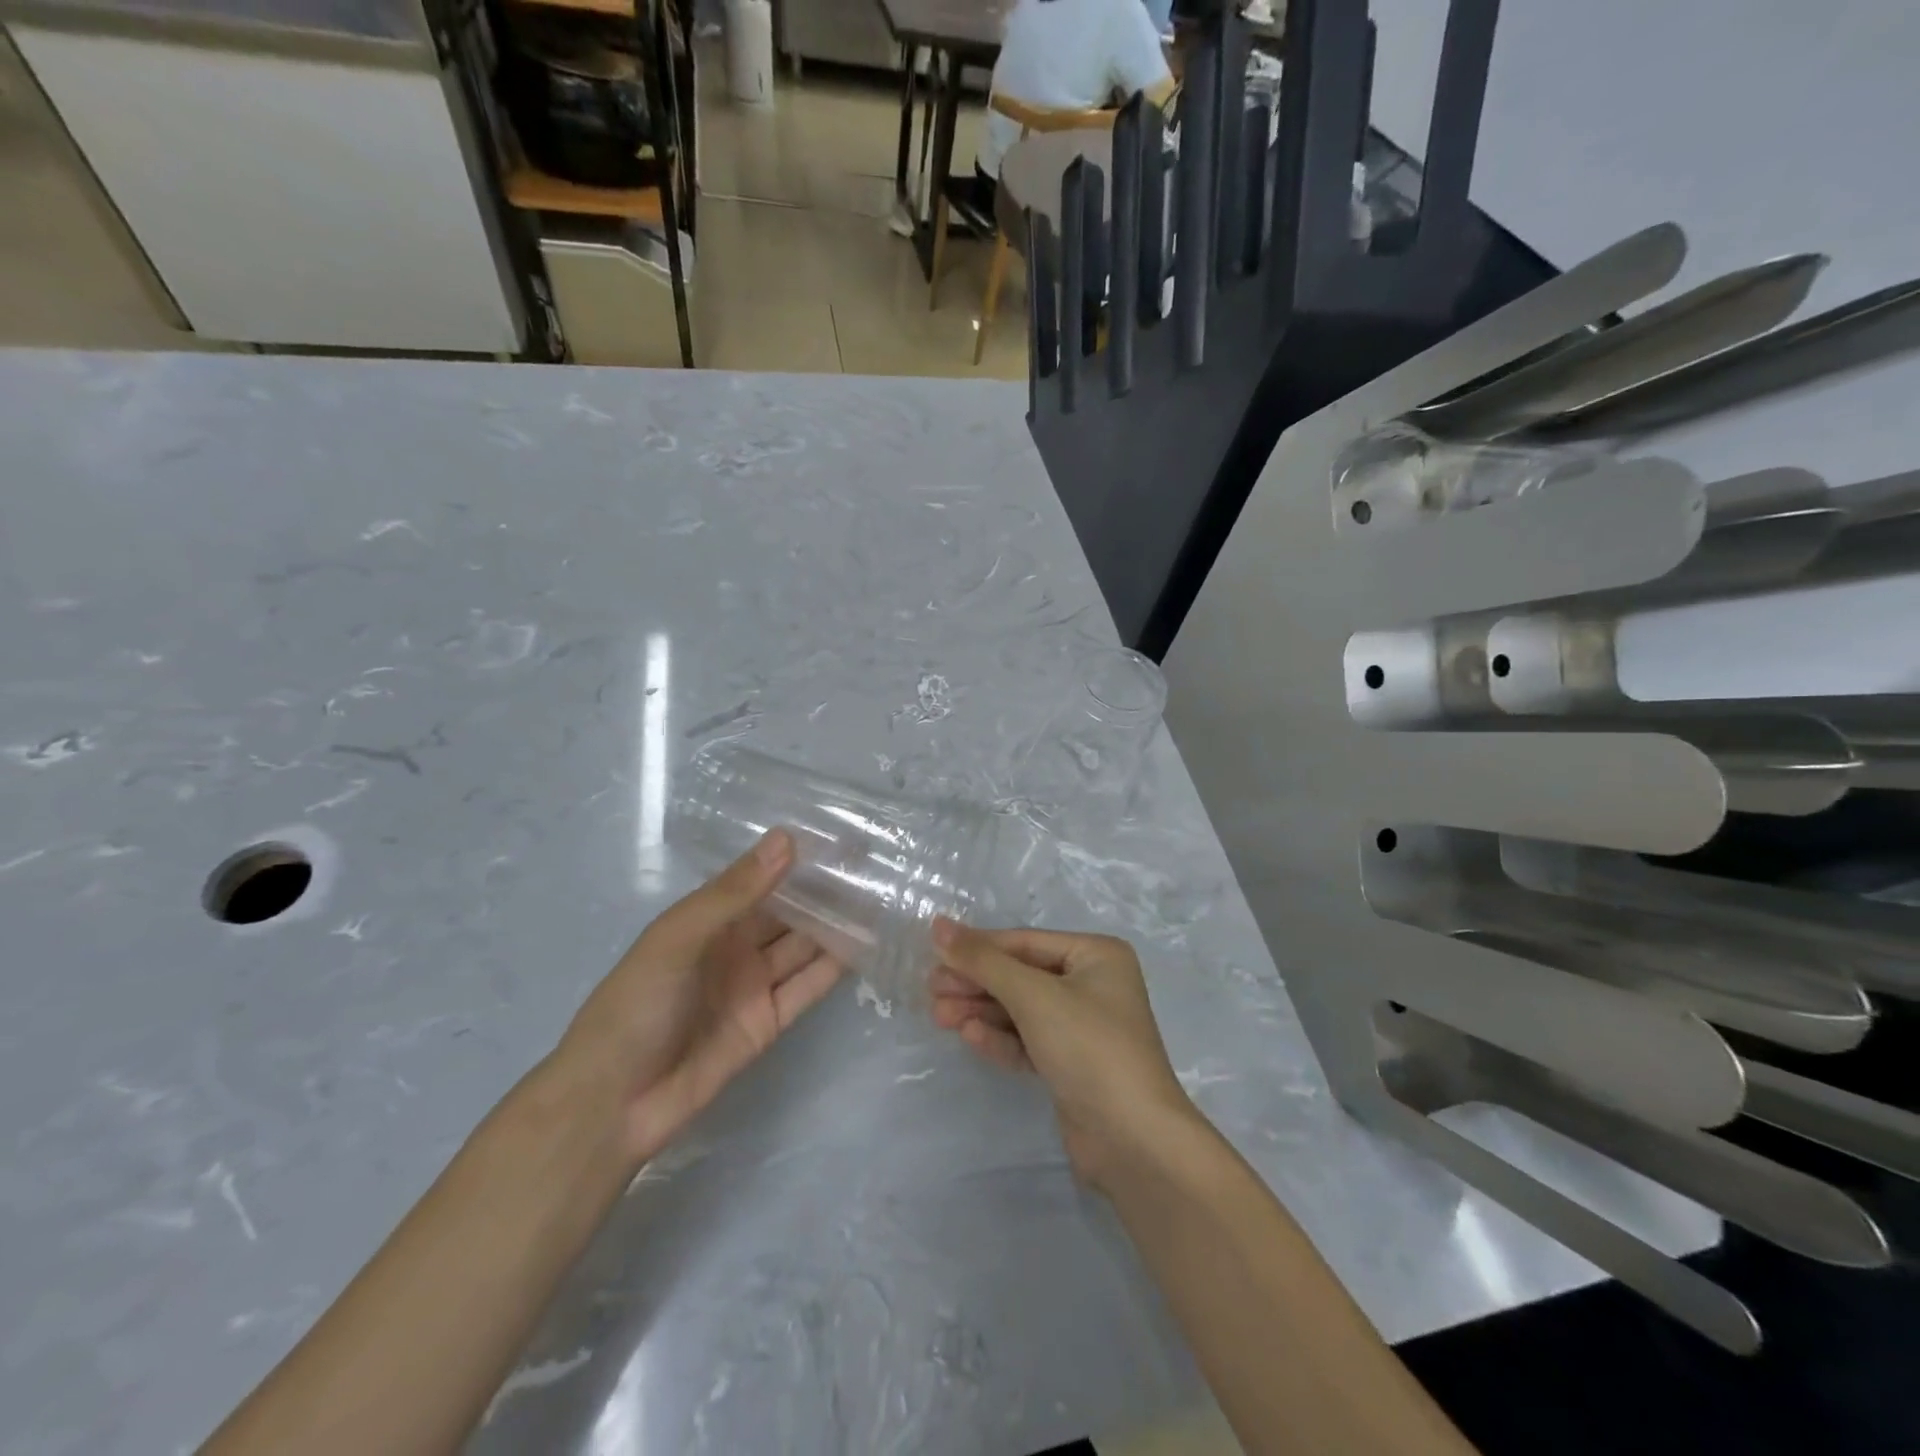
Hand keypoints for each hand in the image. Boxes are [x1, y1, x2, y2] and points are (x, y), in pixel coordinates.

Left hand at [555, 829, 843, 1169]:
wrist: (613, 1102)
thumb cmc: (637, 1005)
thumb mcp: (678, 937)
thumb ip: (735, 892)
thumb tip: (788, 839)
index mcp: (707, 918)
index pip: (761, 878)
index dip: (796, 859)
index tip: (841, 837)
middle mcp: (734, 946)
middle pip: (788, 912)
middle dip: (825, 891)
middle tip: (876, 865)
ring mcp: (754, 985)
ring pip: (804, 946)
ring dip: (837, 925)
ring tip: (883, 899)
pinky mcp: (769, 1022)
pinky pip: (807, 987)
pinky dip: (835, 967)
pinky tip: (868, 945)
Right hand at [929, 920, 1199, 1188]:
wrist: (1134, 1140)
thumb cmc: (1089, 1047)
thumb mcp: (1033, 996)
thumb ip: (984, 961)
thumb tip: (939, 926)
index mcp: (1096, 955)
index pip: (1025, 943)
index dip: (978, 947)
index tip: (933, 952)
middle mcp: (1093, 984)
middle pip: (1021, 975)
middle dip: (977, 983)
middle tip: (932, 991)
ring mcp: (1083, 1027)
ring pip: (1021, 1009)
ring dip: (981, 1011)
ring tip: (939, 1016)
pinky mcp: (1072, 1064)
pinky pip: (1028, 1040)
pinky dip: (1000, 1038)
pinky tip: (970, 1037)